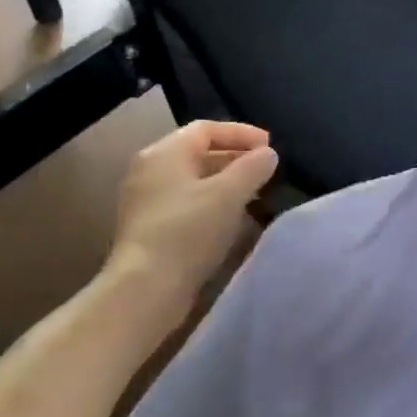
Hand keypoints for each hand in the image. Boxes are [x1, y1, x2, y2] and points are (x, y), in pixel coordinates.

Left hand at [103, 121, 278, 308]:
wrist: (146, 287)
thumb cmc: (188, 230)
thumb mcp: (229, 194)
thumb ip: (252, 168)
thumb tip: (267, 154)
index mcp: (165, 152)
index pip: (207, 129)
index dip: (241, 133)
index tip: (270, 147)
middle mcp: (150, 169)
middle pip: (199, 152)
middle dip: (236, 158)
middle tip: (266, 170)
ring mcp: (146, 200)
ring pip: (194, 180)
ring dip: (226, 182)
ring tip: (256, 194)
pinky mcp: (149, 227)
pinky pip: (187, 202)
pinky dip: (213, 203)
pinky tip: (233, 219)